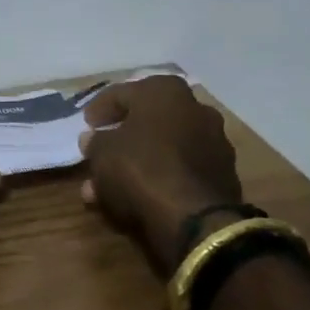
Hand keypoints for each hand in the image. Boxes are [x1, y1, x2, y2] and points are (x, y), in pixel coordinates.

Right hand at [78, 75, 243, 273]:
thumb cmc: (141, 168)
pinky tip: (134, 196)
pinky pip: (179, 169)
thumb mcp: (102, 153)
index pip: (122, 93)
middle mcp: (195, 108)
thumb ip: (95, 142)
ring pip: (162, 148)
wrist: (196, 219)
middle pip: (146, 120)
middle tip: (99, 151)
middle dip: (120, 138)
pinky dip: (158, 178)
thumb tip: (93, 139)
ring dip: (136, 162)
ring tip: (107, 185)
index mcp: (165, 91)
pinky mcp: (222, 175)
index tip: (86, 124)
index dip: (99, 109)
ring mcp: (213, 142)